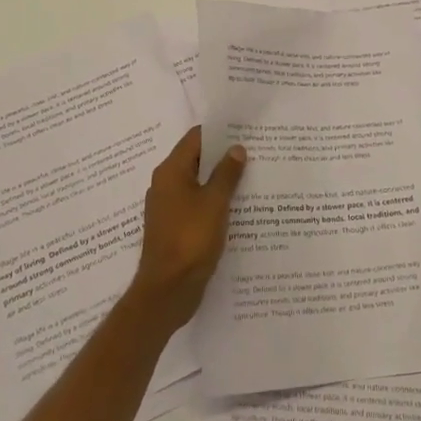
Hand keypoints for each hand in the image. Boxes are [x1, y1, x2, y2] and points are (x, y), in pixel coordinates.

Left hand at [129, 127, 246, 328]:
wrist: (167, 291)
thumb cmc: (190, 240)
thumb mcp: (214, 203)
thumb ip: (226, 173)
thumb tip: (236, 148)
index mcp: (171, 172)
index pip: (195, 138)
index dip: (219, 132)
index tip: (244, 129)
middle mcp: (165, 184)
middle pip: (196, 159)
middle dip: (223, 156)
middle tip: (255, 151)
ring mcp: (169, 207)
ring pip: (198, 184)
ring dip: (220, 180)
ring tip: (252, 176)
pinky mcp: (175, 228)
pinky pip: (197, 205)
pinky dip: (214, 202)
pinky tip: (238, 207)